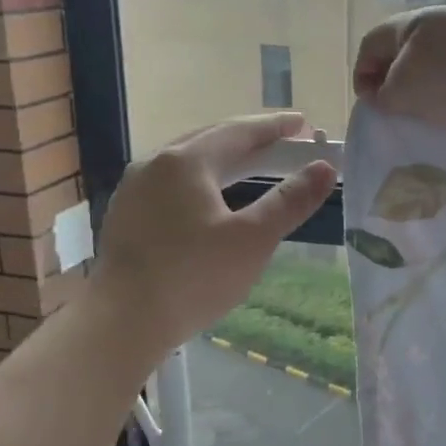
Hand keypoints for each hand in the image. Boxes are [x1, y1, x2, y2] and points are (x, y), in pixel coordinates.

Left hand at [93, 112, 336, 353]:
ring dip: (222, 160)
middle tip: (282, 143)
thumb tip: (324, 168)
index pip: (238, 131)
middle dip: (248, 139)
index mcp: (185, 161)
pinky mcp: (125, 216)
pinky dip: (199, 182)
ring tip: (249, 167)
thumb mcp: (252, 240)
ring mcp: (133, 190)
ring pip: (186, 163)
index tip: (303, 123)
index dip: (274, 126)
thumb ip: (289, 201)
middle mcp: (154, 164)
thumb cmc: (192, 277)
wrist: (121, 322)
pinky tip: (209, 201)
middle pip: (210, 140)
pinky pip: (170, 184)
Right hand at [353, 7, 445, 138]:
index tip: (373, 109)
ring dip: (431, 93)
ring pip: (439, 66)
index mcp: (418, 21)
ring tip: (439, 122)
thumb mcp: (409, 92)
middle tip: (403, 119)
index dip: (362, 75)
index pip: (372, 43)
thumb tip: (380, 92)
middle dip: (398, 85)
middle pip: (406, 53)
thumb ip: (384, 92)